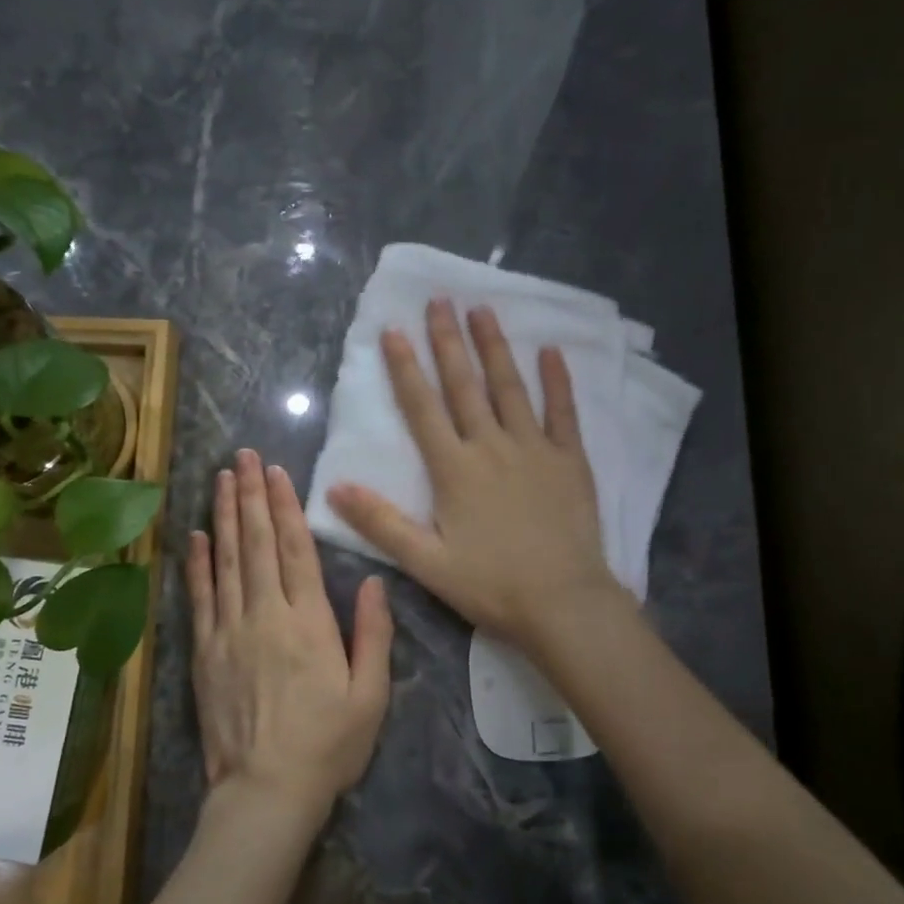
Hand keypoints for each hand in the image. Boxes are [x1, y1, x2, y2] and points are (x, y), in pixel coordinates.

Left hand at [188, 449, 393, 826]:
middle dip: (252, 495)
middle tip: (245, 456)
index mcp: (309, 622)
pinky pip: (200, 598)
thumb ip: (373, 634)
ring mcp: (229, 632)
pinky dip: (198, 564)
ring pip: (227, 561)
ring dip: (225, 516)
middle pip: (258, 544)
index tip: (278, 473)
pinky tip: (197, 536)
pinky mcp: (204, 653)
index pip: (296, 550)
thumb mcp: (370, 695)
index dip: (287, 507)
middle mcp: (266, 615)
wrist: (265, 792)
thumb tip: (372, 581)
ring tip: (222, 478)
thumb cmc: (328, 746)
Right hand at [327, 299, 624, 648]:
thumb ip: (381, 523)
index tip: (393, 330)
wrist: (563, 603)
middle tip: (439, 301)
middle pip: (465, 386)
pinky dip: (557, 381)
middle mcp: (492, 447)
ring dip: (494, 348)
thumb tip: (334, 488)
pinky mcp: (569, 460)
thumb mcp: (426, 562)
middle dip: (448, 342)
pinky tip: (550, 351)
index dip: (406, 368)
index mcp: (454, 470)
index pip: (423, 409)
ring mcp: (534, 449)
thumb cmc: (491, 585)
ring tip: (483, 310)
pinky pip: (563, 412)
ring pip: (510, 388)